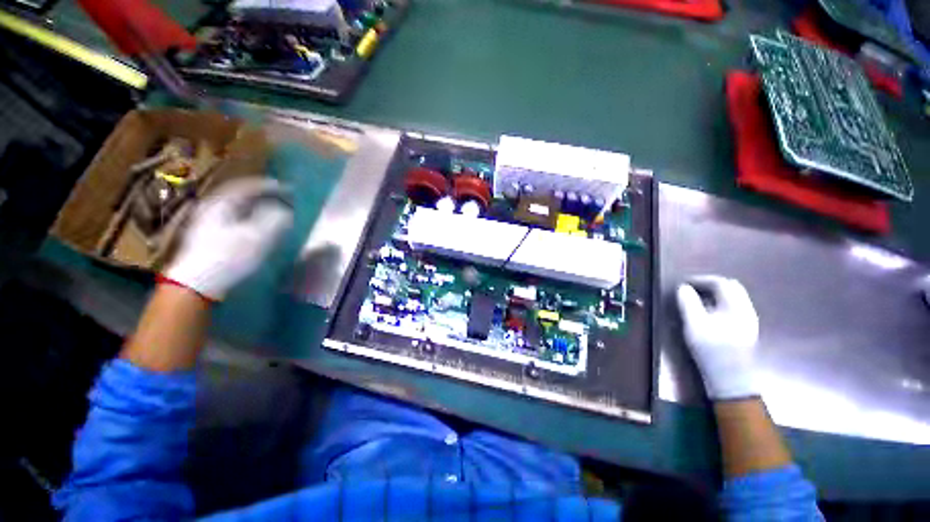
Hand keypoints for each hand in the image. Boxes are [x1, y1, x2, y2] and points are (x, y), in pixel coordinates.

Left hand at [164, 178, 293, 299]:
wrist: (196, 283)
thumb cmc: (228, 257)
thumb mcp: (257, 237)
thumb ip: (275, 220)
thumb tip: (285, 210)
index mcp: (221, 203)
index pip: (248, 186)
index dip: (270, 186)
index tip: (290, 189)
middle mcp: (211, 207)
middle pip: (240, 195)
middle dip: (263, 195)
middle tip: (283, 199)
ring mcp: (207, 222)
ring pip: (237, 207)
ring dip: (257, 207)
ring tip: (274, 212)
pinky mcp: (208, 236)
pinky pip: (234, 218)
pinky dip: (250, 218)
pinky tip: (257, 227)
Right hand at [676, 276, 759, 399]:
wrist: (731, 380)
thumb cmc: (712, 351)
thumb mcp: (694, 325)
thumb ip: (688, 303)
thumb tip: (682, 287)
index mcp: (736, 307)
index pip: (721, 283)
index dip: (701, 279)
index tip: (683, 283)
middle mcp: (746, 310)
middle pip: (731, 287)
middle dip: (710, 284)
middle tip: (691, 289)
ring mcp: (748, 321)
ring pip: (733, 298)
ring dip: (715, 294)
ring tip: (696, 300)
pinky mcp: (745, 330)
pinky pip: (733, 308)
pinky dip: (719, 304)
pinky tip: (708, 314)